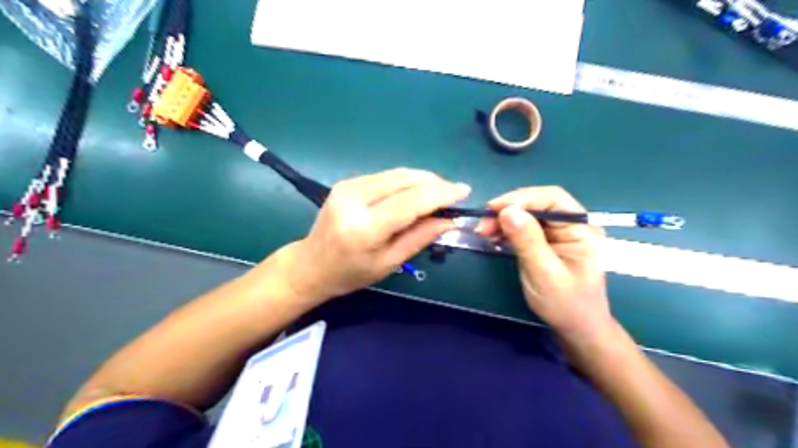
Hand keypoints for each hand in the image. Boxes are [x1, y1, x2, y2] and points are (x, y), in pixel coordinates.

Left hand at [278, 168, 469, 303]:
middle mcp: (355, 198)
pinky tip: (417, 192)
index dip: (441, 194)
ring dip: (423, 180)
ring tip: (440, 193)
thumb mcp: (389, 263)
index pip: (411, 201)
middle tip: (454, 193)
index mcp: (364, 227)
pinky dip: (407, 181)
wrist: (311, 264)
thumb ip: (420, 237)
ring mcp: (348, 185)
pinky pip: (386, 176)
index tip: (464, 192)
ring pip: (397, 173)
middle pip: (405, 179)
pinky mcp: (347, 181)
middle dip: (435, 183)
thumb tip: (449, 220)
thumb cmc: (350, 273)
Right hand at [477, 185, 612, 342]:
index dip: (522, 198)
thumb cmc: (565, 303)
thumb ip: (527, 240)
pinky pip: (524, 227)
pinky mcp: (546, 241)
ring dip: (504, 219)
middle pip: (538, 204)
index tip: (494, 209)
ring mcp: (558, 233)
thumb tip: (507, 210)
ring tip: (483, 232)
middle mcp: (572, 225)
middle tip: (482, 224)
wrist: (575, 328)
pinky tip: (493, 237)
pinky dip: (506, 229)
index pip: (553, 199)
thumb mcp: (544, 273)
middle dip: (509, 209)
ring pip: (528, 214)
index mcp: (581, 229)